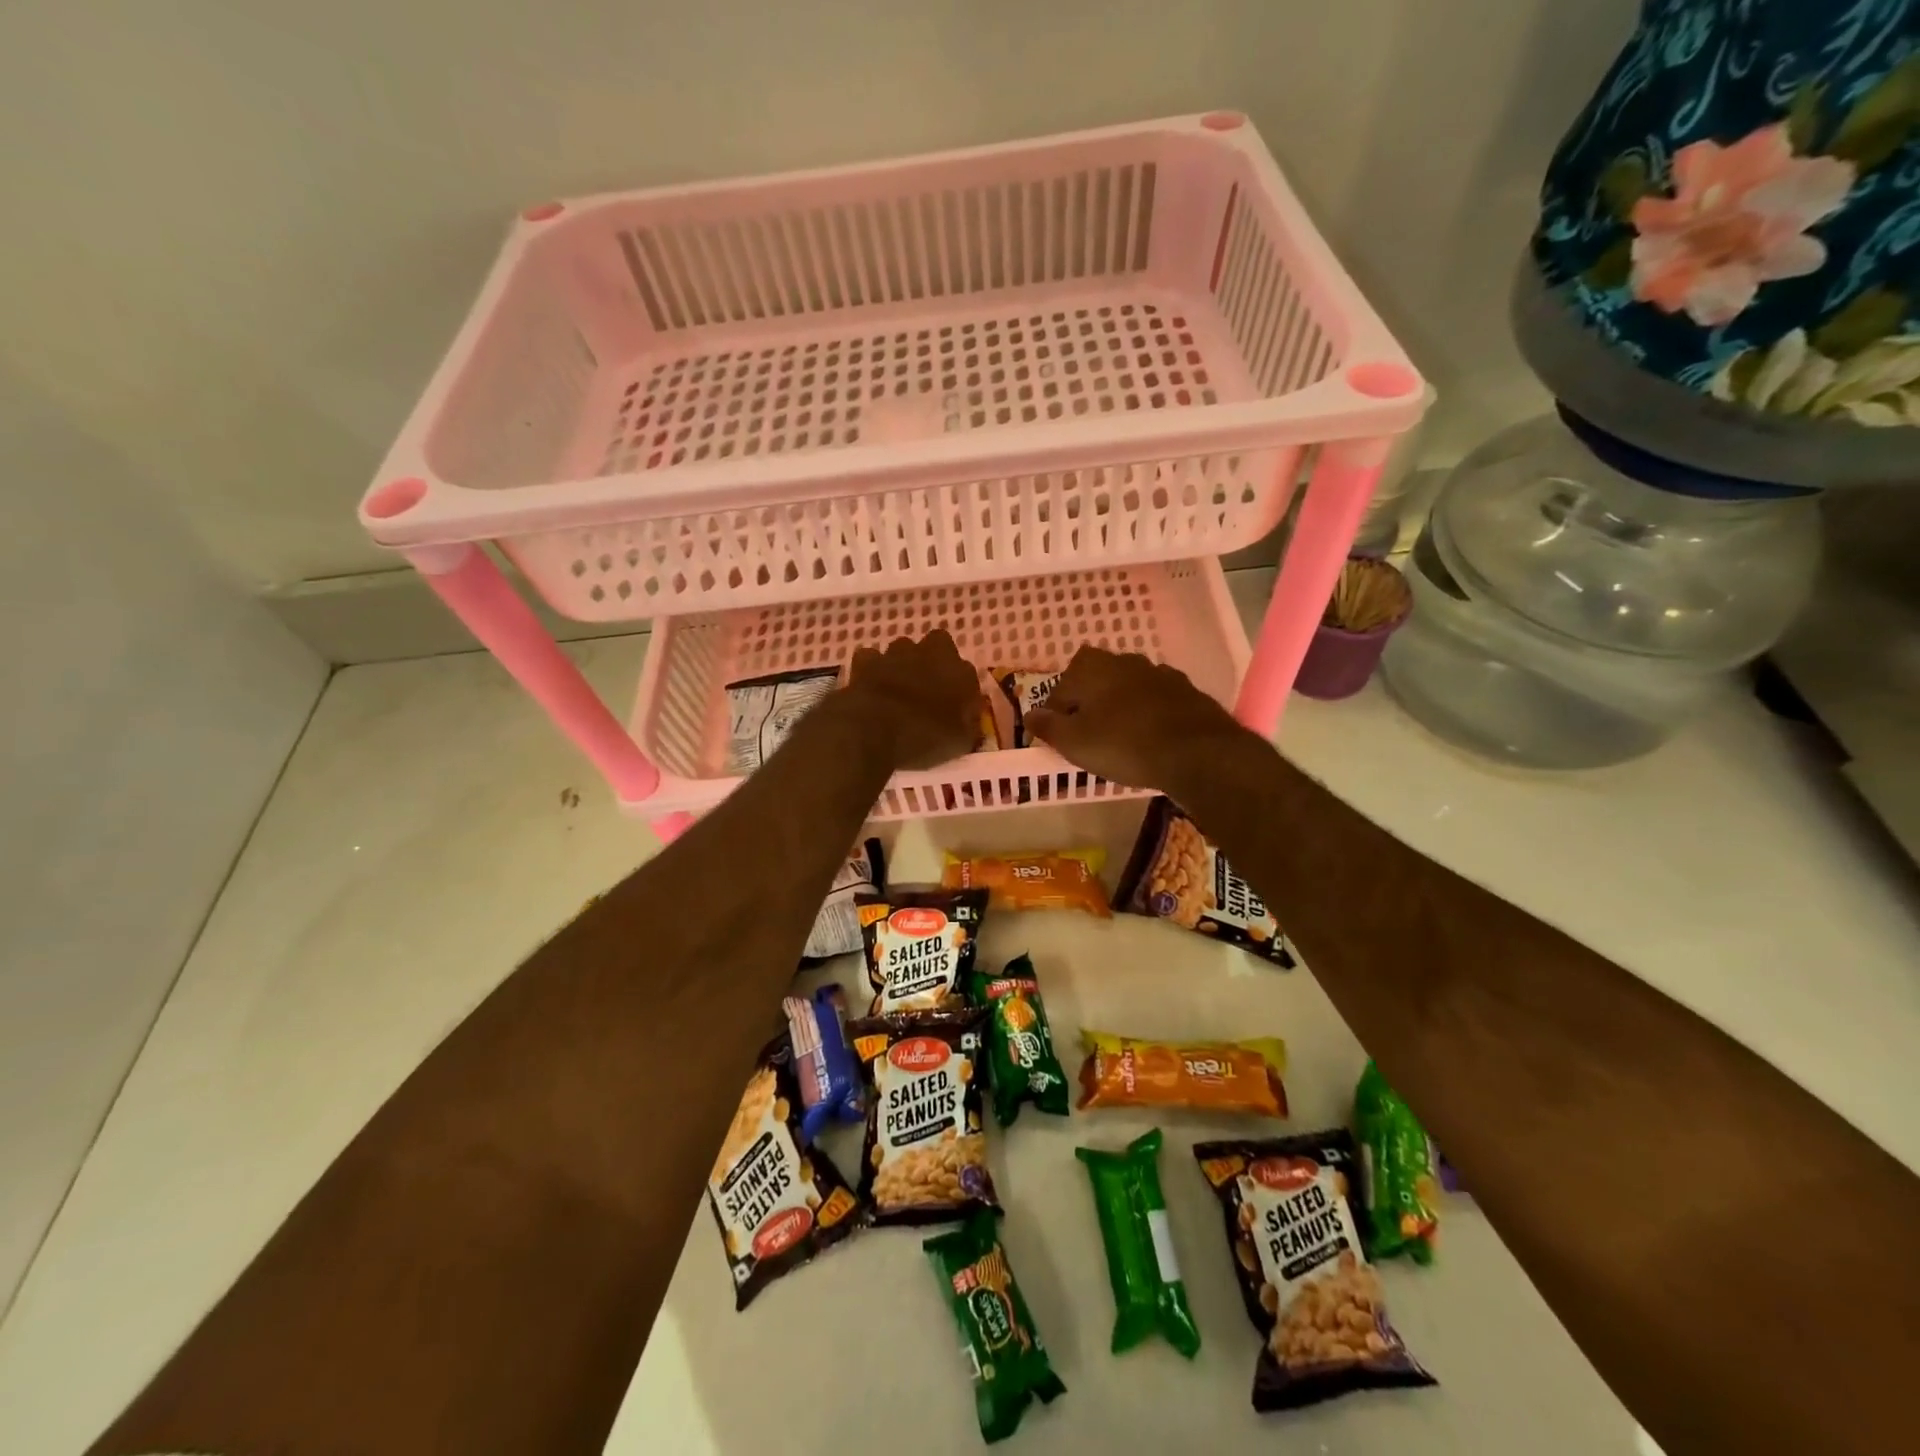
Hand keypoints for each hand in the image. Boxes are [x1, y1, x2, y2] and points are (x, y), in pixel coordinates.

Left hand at [841, 631, 984, 770]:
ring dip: (903, 663)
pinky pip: (871, 658)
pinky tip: (871, 686)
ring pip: (904, 648)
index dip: (961, 688)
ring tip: (898, 689)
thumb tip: (967, 722)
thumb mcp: (959, 744)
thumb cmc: (924, 739)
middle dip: (934, 661)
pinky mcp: (866, 661)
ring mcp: (896, 654)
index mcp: (960, 673)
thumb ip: (967, 726)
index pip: (968, 672)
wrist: (874, 733)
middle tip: (928, 688)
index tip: (956, 706)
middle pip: (938, 645)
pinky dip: (872, 669)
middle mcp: (931, 654)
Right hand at [1025, 646, 1254, 791]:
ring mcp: (1159, 673)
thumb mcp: (1075, 742)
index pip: (1060, 688)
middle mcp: (1124, 661)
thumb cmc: (1124, 744)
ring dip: (1120, 706)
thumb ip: (1048, 727)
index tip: (1059, 737)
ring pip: (1127, 688)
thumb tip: (1029, 715)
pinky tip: (1150, 737)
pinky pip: (1156, 700)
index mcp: (1091, 668)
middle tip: (1088, 734)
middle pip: (1096, 681)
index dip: (1056, 714)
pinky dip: (1148, 714)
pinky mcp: (1186, 690)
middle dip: (1089, 703)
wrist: (1196, 752)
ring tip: (1119, 737)